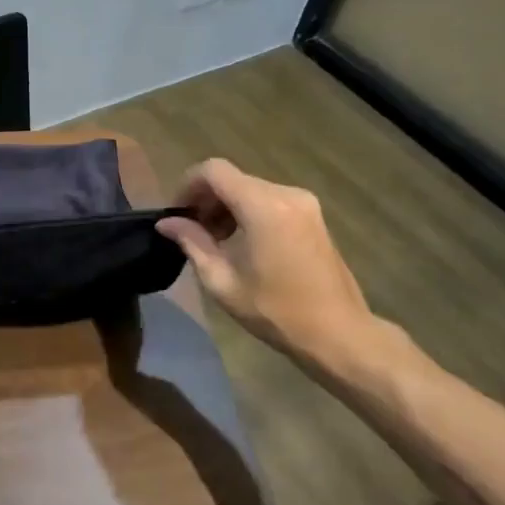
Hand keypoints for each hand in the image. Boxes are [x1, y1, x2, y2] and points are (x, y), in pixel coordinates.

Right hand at [156, 159, 378, 371]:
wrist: (338, 333)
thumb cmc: (275, 310)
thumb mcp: (221, 280)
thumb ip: (192, 242)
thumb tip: (167, 223)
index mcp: (263, 206)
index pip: (213, 170)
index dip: (187, 185)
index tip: (176, 214)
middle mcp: (286, 194)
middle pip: (232, 179)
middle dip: (206, 199)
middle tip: (191, 232)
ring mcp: (304, 203)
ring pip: (250, 189)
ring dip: (226, 207)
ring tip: (215, 241)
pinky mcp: (313, 216)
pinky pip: (269, 200)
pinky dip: (247, 212)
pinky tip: (241, 243)